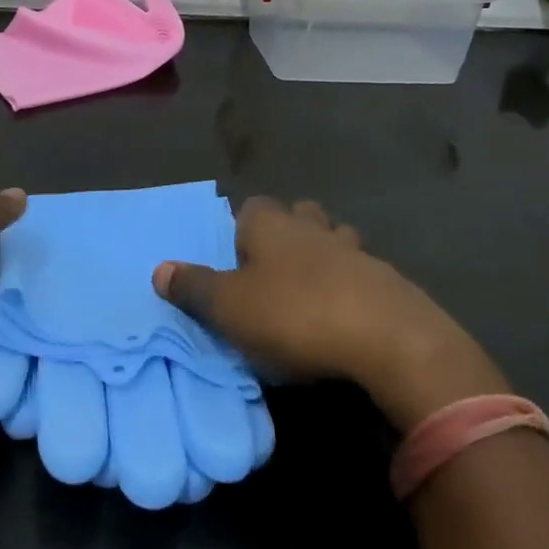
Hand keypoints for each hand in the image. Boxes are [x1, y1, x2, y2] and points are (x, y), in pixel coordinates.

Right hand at [153, 197, 506, 431]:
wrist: (389, 340)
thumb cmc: (296, 315)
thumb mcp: (230, 308)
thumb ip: (194, 288)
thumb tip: (159, 269)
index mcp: (272, 225)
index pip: (252, 207)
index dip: (242, 228)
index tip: (237, 258)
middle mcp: (312, 227)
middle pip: (299, 214)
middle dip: (288, 233)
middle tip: (274, 271)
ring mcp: (356, 251)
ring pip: (335, 239)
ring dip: (325, 257)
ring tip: (313, 292)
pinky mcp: (389, 281)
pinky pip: (363, 274)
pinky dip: (353, 287)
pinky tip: (348, 316)